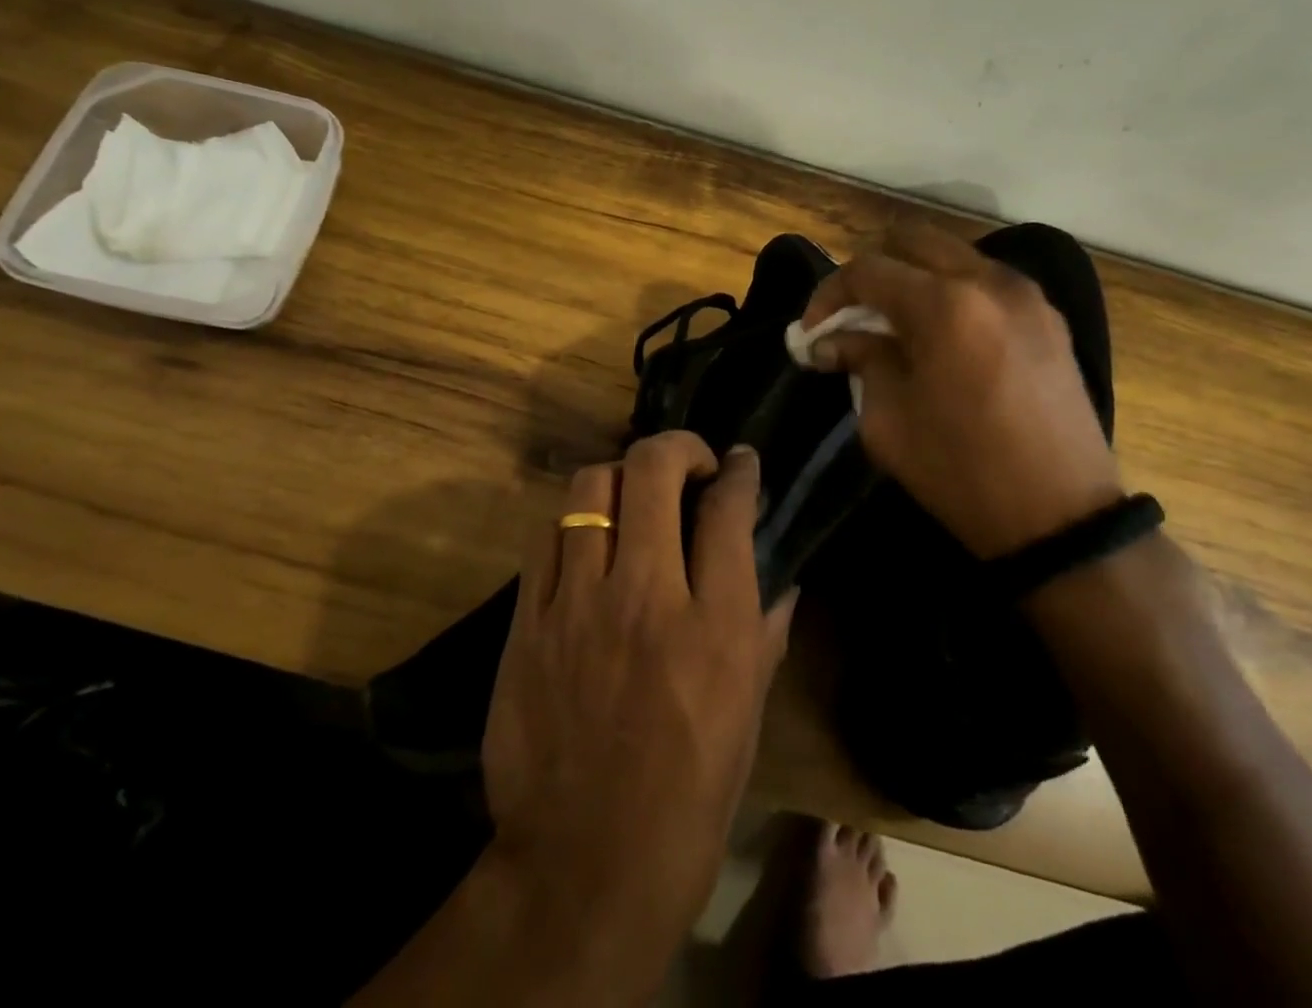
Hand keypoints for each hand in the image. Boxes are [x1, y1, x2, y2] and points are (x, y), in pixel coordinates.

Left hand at [481, 433, 795, 986]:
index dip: (738, 470)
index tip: (739, 462)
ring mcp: (578, 603)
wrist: (585, 864)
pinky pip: (546, 536)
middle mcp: (646, 596)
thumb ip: (766, 634)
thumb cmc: (688, 797)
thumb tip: (783, 581)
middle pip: (652, 470)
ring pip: (590, 487)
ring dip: (620, 477)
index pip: (728, 509)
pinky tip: (587, 542)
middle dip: (678, 447)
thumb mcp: (748, 716)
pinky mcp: (528, 621)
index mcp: (714, 626)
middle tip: (688, 463)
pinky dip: (574, 523)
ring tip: (633, 496)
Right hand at [800, 221, 1122, 558]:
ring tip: (894, 324)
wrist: (1060, 516)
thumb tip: (832, 341)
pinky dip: (952, 291)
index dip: (828, 295)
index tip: (812, 331)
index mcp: (944, 306)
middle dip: (871, 271)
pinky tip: (941, 334)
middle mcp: (988, 282)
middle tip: (852, 314)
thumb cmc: (961, 471)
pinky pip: (986, 280)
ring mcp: (1026, 295)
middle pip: (912, 239)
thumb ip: (860, 361)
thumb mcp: (888, 420)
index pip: (867, 270)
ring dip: (913, 276)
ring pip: (952, 254)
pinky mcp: (1048, 317)